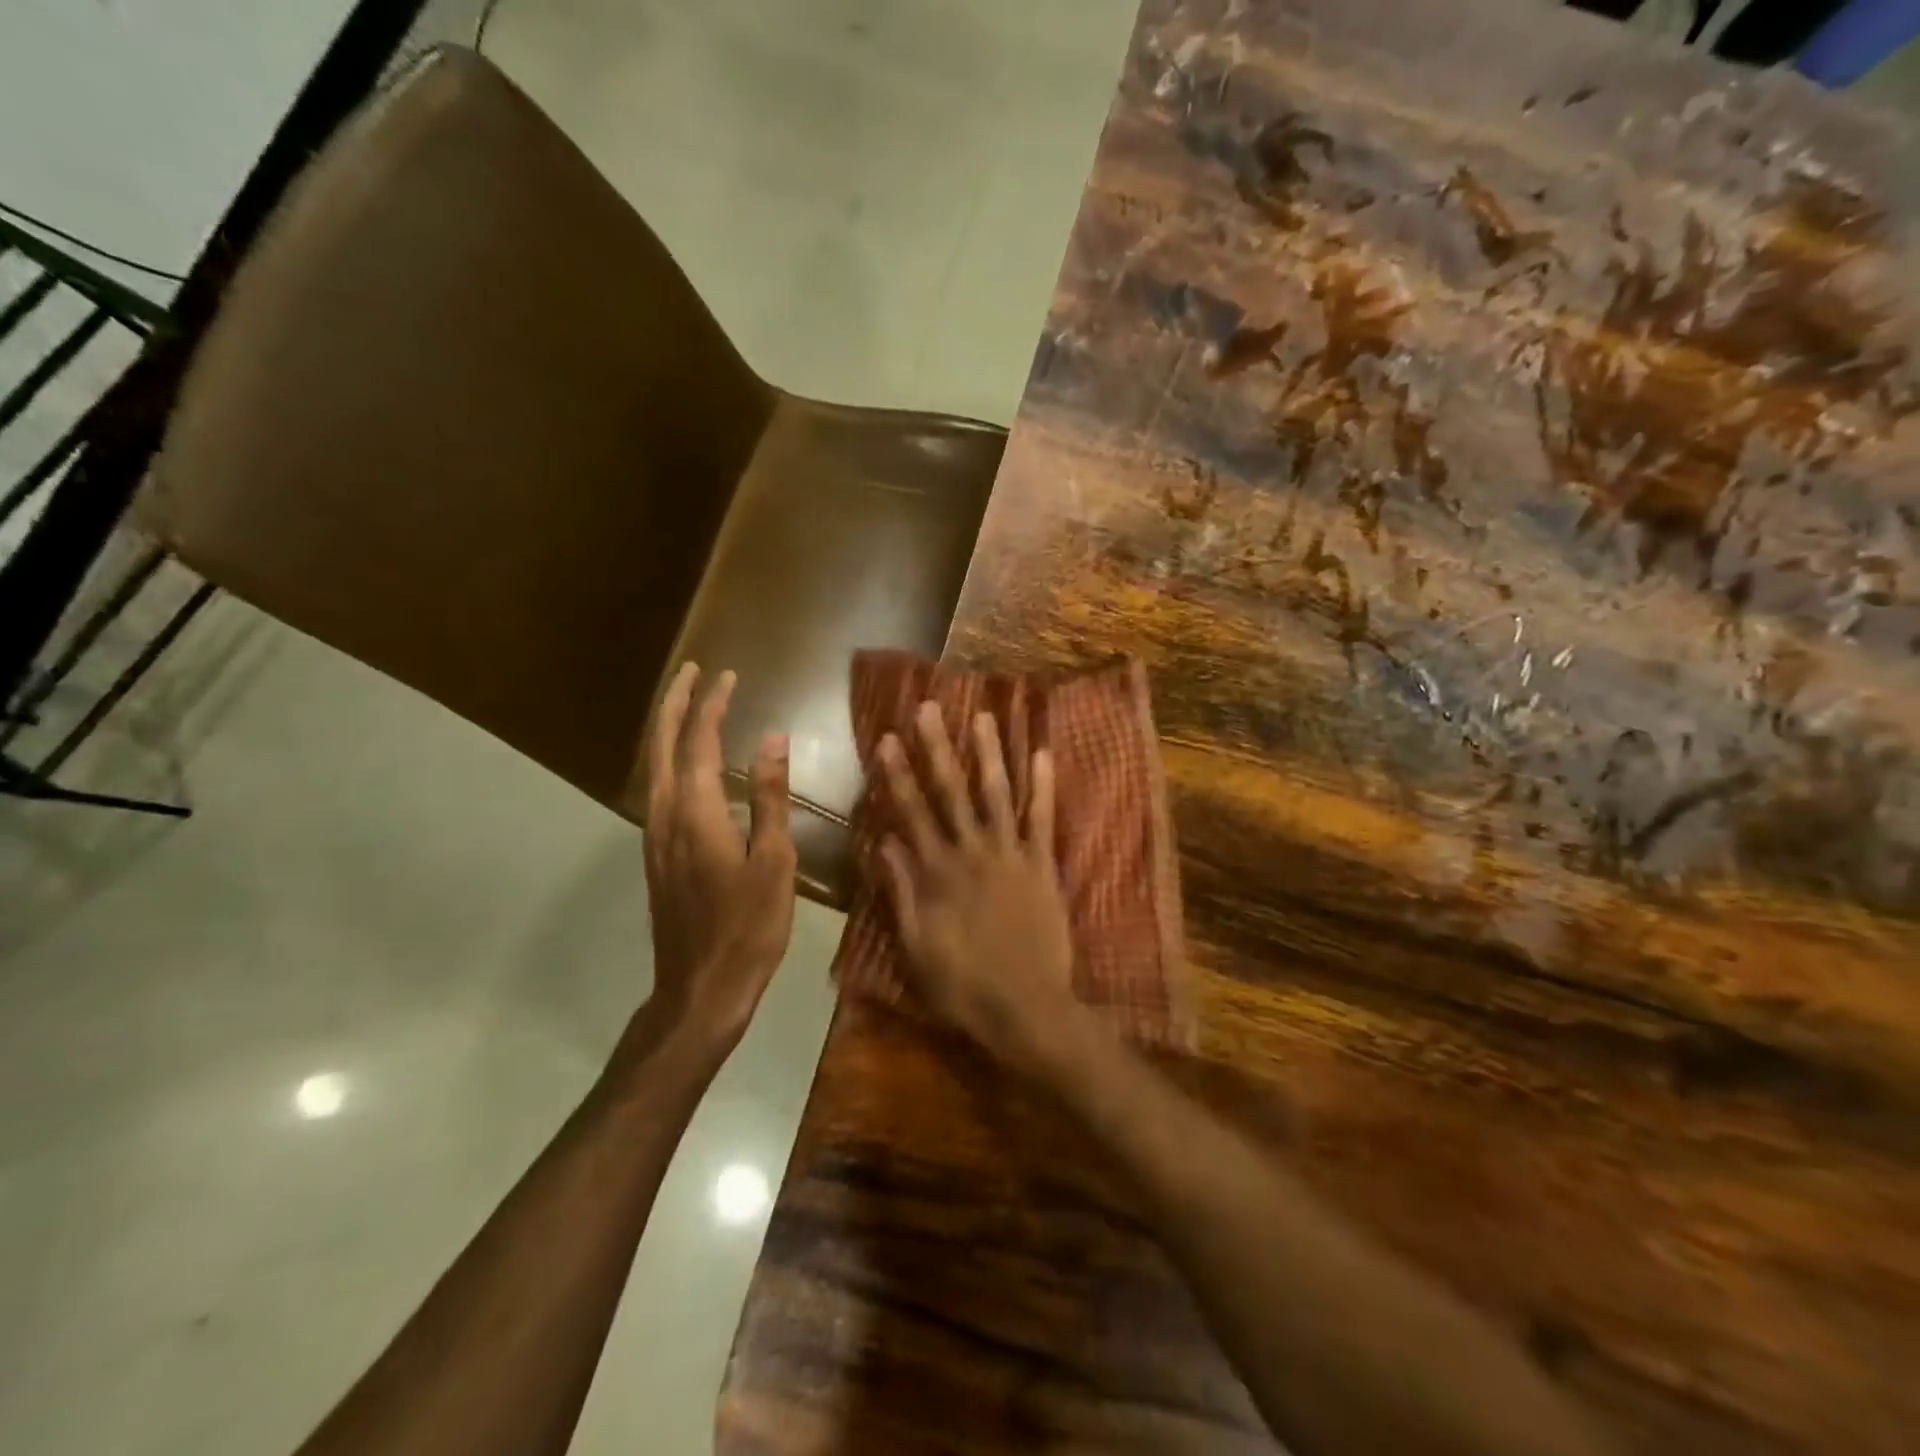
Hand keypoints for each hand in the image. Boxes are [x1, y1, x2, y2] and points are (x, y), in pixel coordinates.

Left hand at [642, 664, 795, 1050]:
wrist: (701, 988)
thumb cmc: (748, 926)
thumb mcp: (773, 860)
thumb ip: (769, 796)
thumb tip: (772, 738)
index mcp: (695, 812)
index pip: (699, 741)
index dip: (712, 705)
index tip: (727, 675)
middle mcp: (664, 815)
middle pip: (661, 744)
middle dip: (674, 703)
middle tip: (691, 671)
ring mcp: (654, 835)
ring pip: (654, 765)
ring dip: (668, 728)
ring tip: (688, 704)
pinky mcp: (657, 853)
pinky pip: (659, 788)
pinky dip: (671, 759)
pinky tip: (689, 763)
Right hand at [875, 702, 1078, 1069]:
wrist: (1026, 1008)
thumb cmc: (963, 985)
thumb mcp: (915, 946)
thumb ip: (900, 892)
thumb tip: (884, 841)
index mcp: (936, 872)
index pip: (910, 812)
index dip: (897, 775)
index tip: (888, 739)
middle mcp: (971, 852)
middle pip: (950, 791)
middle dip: (938, 748)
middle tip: (929, 708)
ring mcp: (1011, 855)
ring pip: (997, 794)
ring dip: (990, 753)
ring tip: (984, 716)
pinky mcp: (1043, 865)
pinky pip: (1043, 819)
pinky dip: (1043, 786)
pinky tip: (1043, 754)